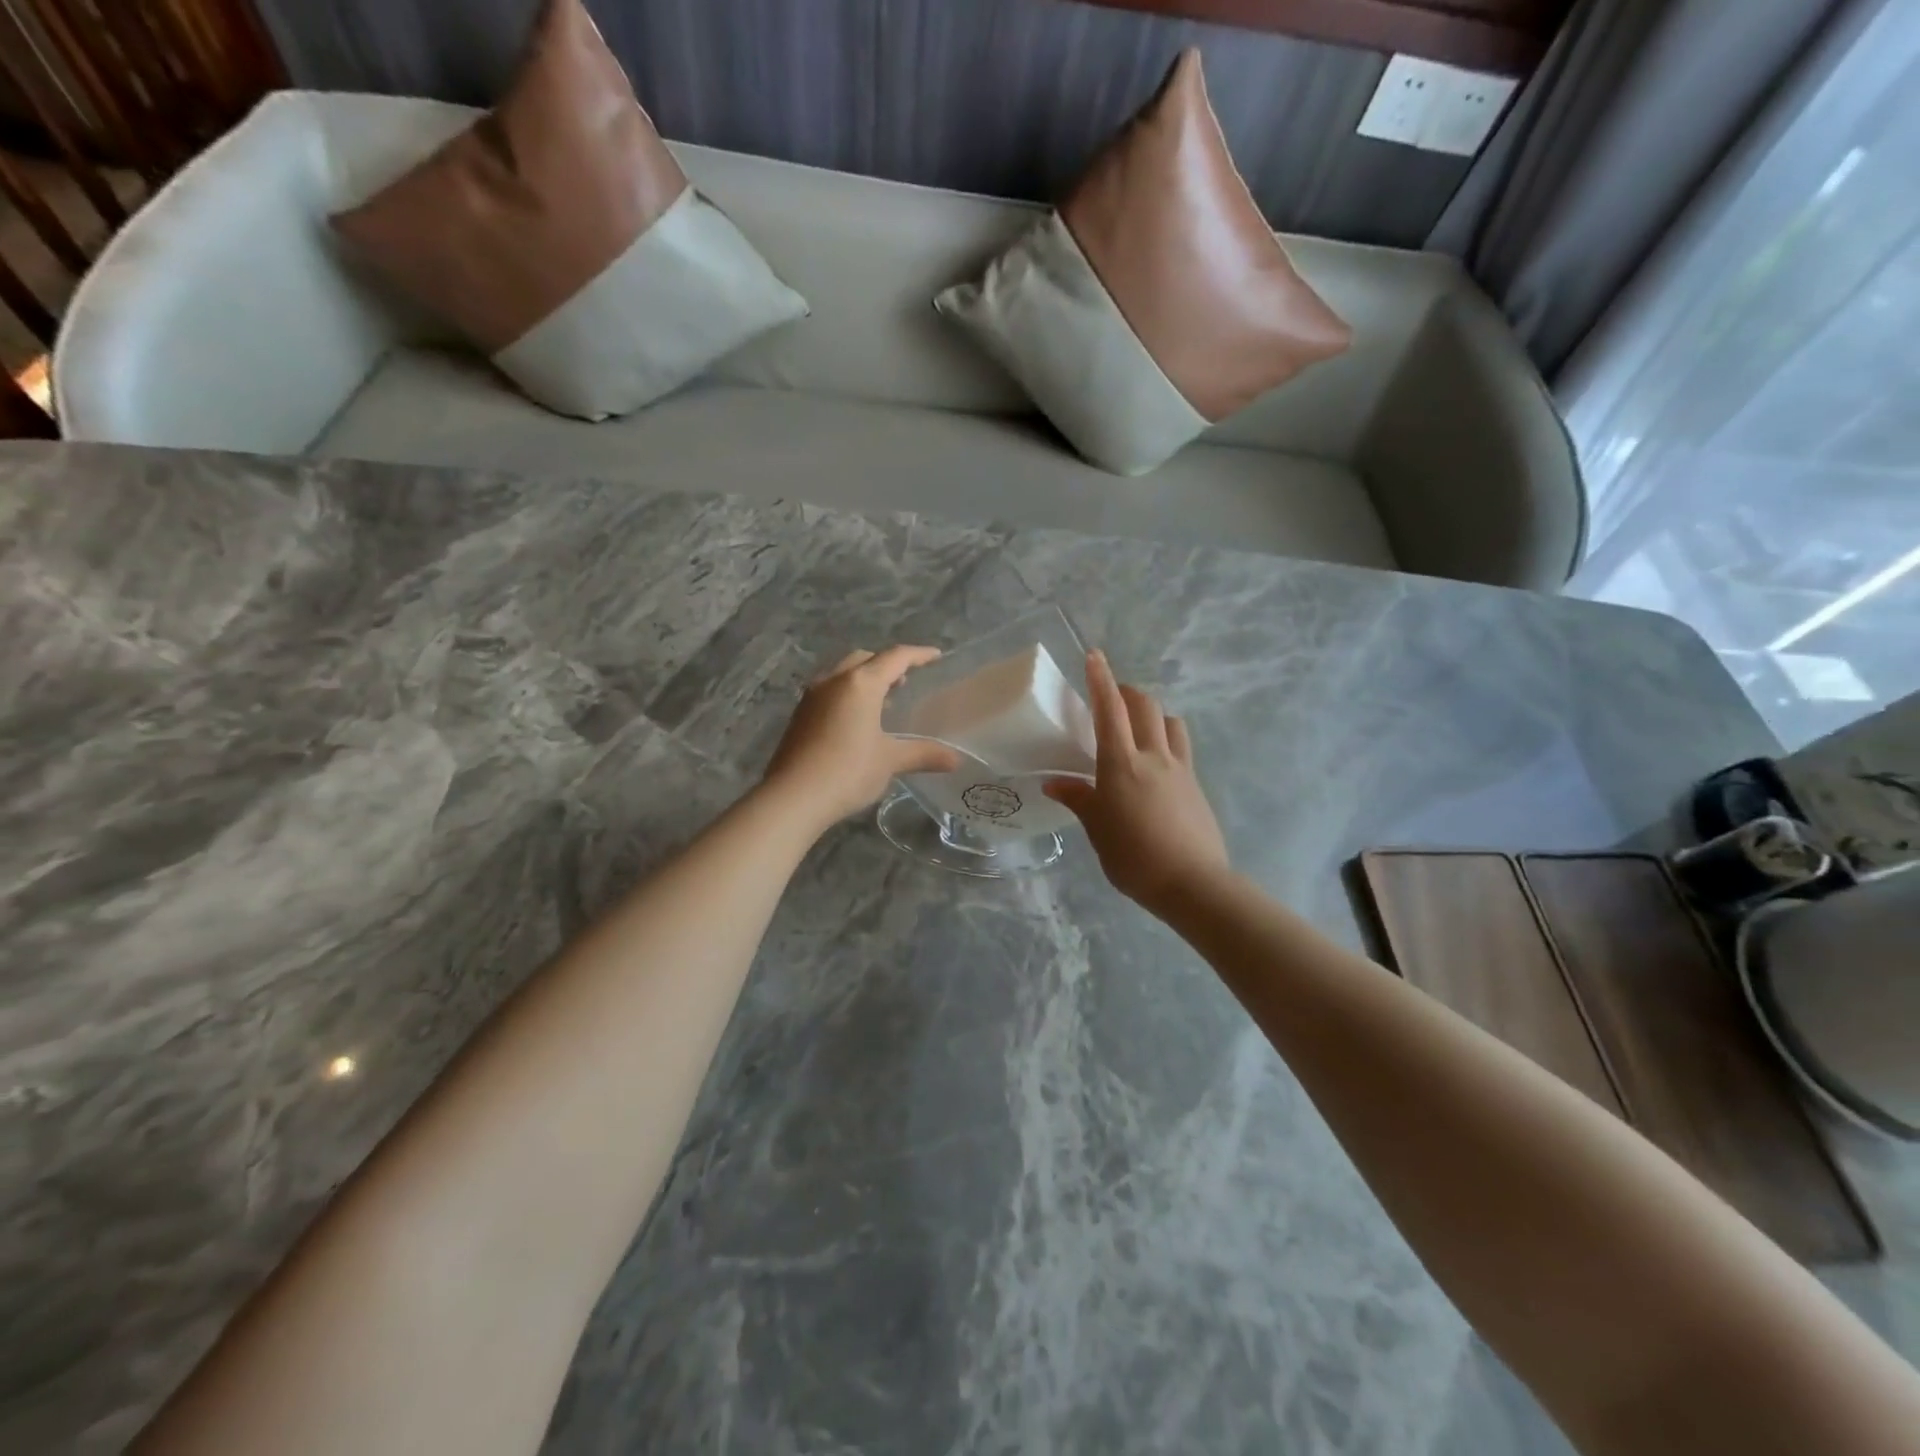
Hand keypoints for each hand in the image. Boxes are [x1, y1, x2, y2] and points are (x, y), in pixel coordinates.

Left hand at [763, 646, 961, 830]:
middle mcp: (834, 681)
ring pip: (843, 673)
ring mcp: (812, 696)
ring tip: (884, 700)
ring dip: (865, 678)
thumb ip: (923, 754)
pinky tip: (857, 720)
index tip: (936, 656)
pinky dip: (848, 694)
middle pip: (865, 659)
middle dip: (887, 664)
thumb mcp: (890, 761)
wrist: (792, 798)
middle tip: (907, 680)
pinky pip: (830, 691)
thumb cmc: (847, 772)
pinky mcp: (799, 715)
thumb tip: (955, 760)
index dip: (918, 654)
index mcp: (860, 683)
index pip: (895, 657)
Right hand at [1045, 651, 1230, 917]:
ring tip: (1136, 726)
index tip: (1094, 656)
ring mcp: (1180, 768)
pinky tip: (1155, 762)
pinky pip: (1181, 746)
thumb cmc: (1134, 857)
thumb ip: (1079, 799)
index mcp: (1121, 764)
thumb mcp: (1097, 829)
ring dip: (1151, 713)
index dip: (1100, 680)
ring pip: (1169, 721)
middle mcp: (1153, 756)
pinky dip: (1166, 738)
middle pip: (1144, 705)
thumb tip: (1055, 783)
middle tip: (1110, 698)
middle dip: (1126, 692)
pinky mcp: (1195, 784)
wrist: (1192, 883)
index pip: (1109, 709)